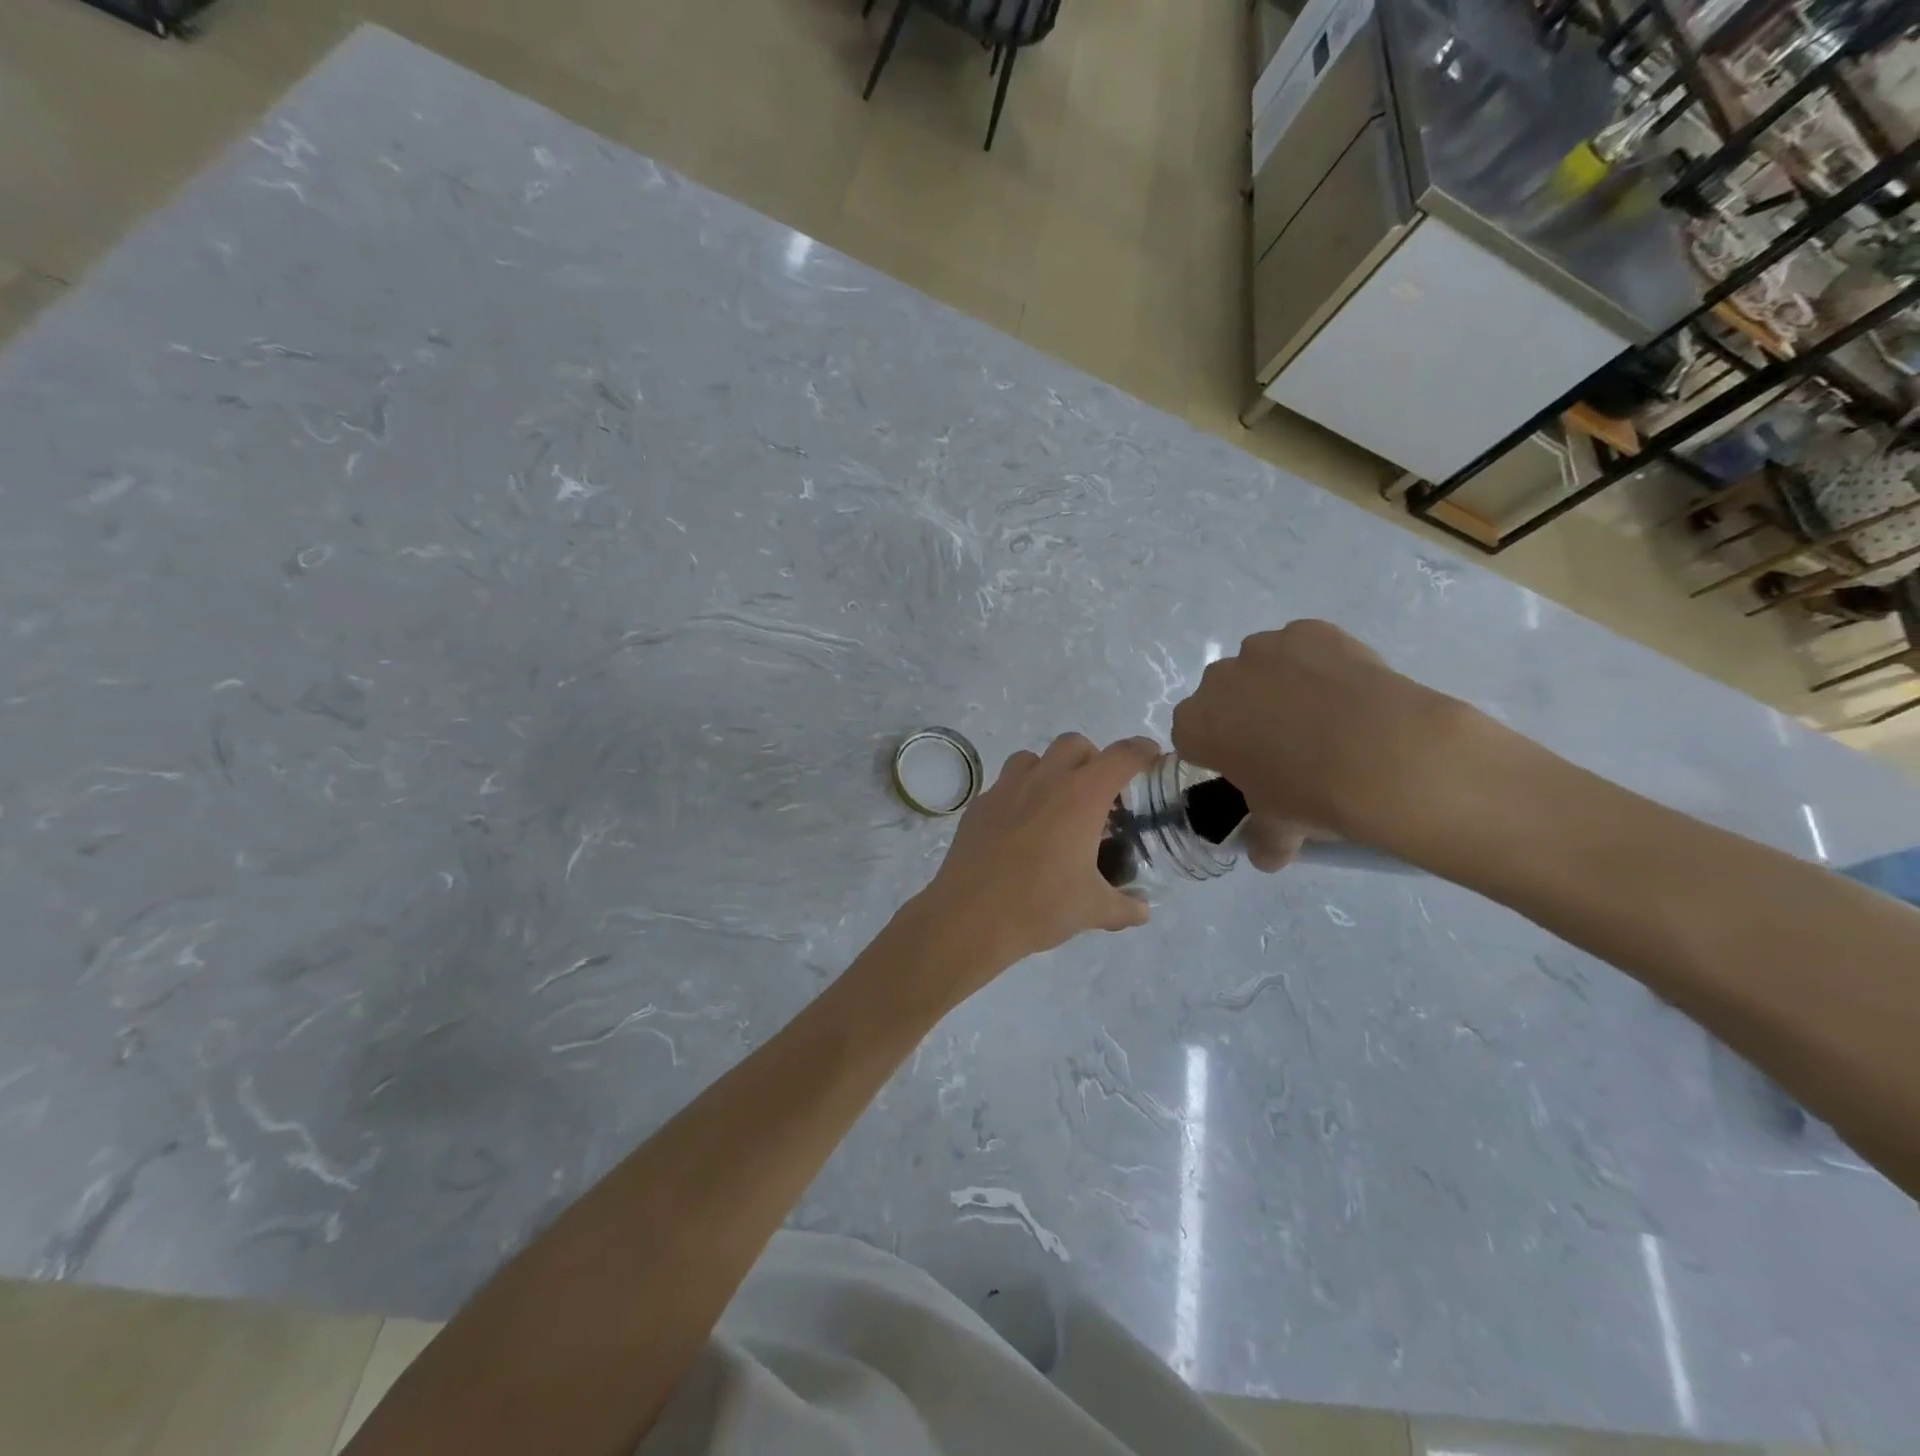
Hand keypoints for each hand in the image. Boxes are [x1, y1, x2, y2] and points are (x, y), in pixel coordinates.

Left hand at [913, 734, 1160, 986]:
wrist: (970, 917)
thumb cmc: (1040, 906)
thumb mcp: (1092, 910)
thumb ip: (1125, 907)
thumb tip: (1143, 910)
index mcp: (1081, 796)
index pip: (1121, 757)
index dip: (1141, 751)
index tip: (1151, 757)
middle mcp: (1044, 780)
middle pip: (1074, 744)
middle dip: (1092, 758)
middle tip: (1098, 793)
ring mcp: (1006, 788)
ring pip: (1033, 757)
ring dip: (1051, 769)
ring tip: (1056, 804)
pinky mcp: (979, 804)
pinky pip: (1004, 784)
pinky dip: (1019, 794)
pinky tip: (1020, 827)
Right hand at [1172, 620, 1484, 866]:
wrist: (1386, 754)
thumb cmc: (1312, 794)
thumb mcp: (1280, 827)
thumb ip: (1265, 838)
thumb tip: (1268, 855)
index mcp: (1195, 726)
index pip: (1192, 737)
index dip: (1219, 753)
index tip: (1248, 770)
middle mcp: (1218, 680)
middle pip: (1224, 697)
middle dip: (1245, 715)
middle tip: (1287, 746)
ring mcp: (1263, 649)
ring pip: (1261, 668)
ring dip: (1279, 686)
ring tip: (1325, 717)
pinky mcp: (1308, 630)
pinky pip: (1303, 648)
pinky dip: (1318, 665)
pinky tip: (1347, 693)